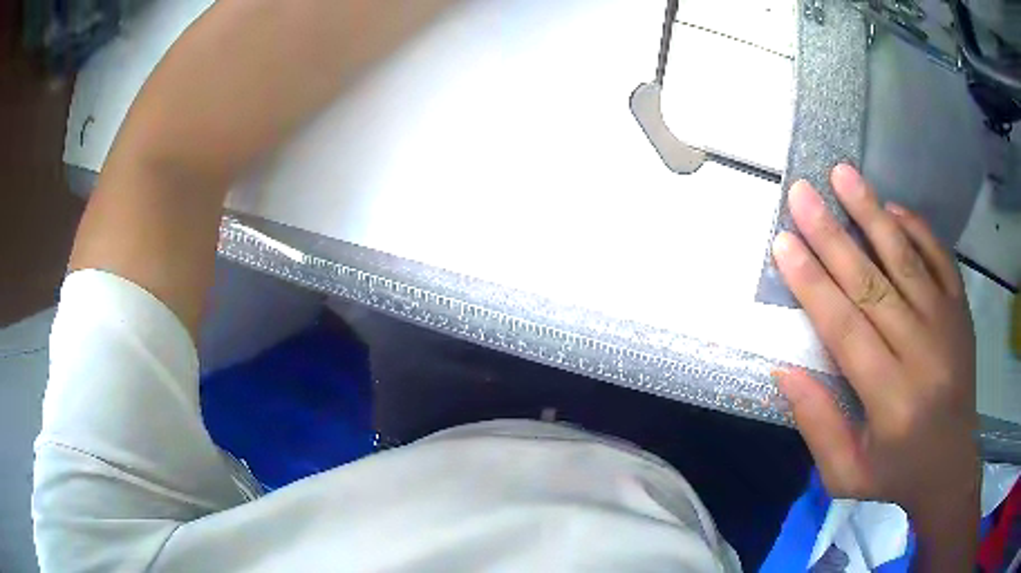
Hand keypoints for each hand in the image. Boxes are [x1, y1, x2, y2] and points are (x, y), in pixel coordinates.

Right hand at [771, 165, 978, 522]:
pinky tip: (893, 208)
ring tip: (843, 175)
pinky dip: (917, 229)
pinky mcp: (961, 311)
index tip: (784, 244)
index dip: (813, 284)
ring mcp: (948, 326)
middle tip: (802, 194)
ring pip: (907, 260)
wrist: (951, 466)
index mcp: (892, 402)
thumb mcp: (845, 475)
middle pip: (873, 285)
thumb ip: (817, 425)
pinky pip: (940, 258)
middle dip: (833, 236)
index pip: (846, 330)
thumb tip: (784, 368)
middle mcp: (923, 354)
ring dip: (873, 214)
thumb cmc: (896, 474)